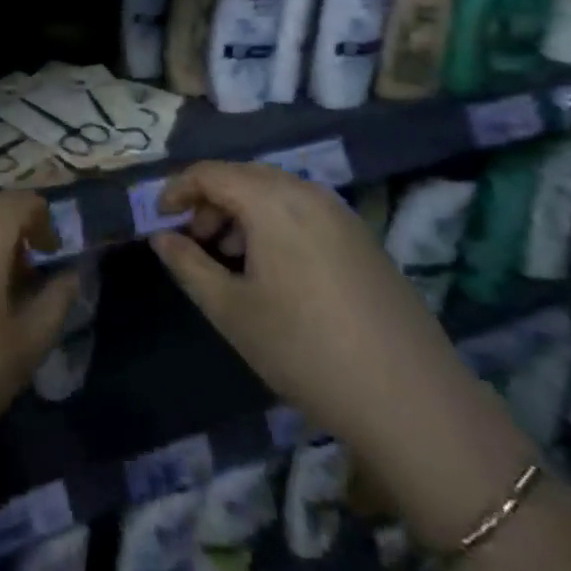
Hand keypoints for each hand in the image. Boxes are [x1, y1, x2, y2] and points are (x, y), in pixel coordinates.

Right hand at [150, 161, 466, 451]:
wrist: (410, 398)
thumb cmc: (303, 349)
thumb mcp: (230, 310)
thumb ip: (188, 265)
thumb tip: (162, 238)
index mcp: (272, 201)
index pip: (210, 173)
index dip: (177, 190)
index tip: (160, 221)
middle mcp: (308, 193)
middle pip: (244, 175)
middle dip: (210, 201)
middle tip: (194, 242)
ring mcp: (341, 214)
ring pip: (276, 192)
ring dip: (242, 212)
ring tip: (230, 259)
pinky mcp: (363, 238)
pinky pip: (304, 211)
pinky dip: (274, 223)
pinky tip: (273, 270)